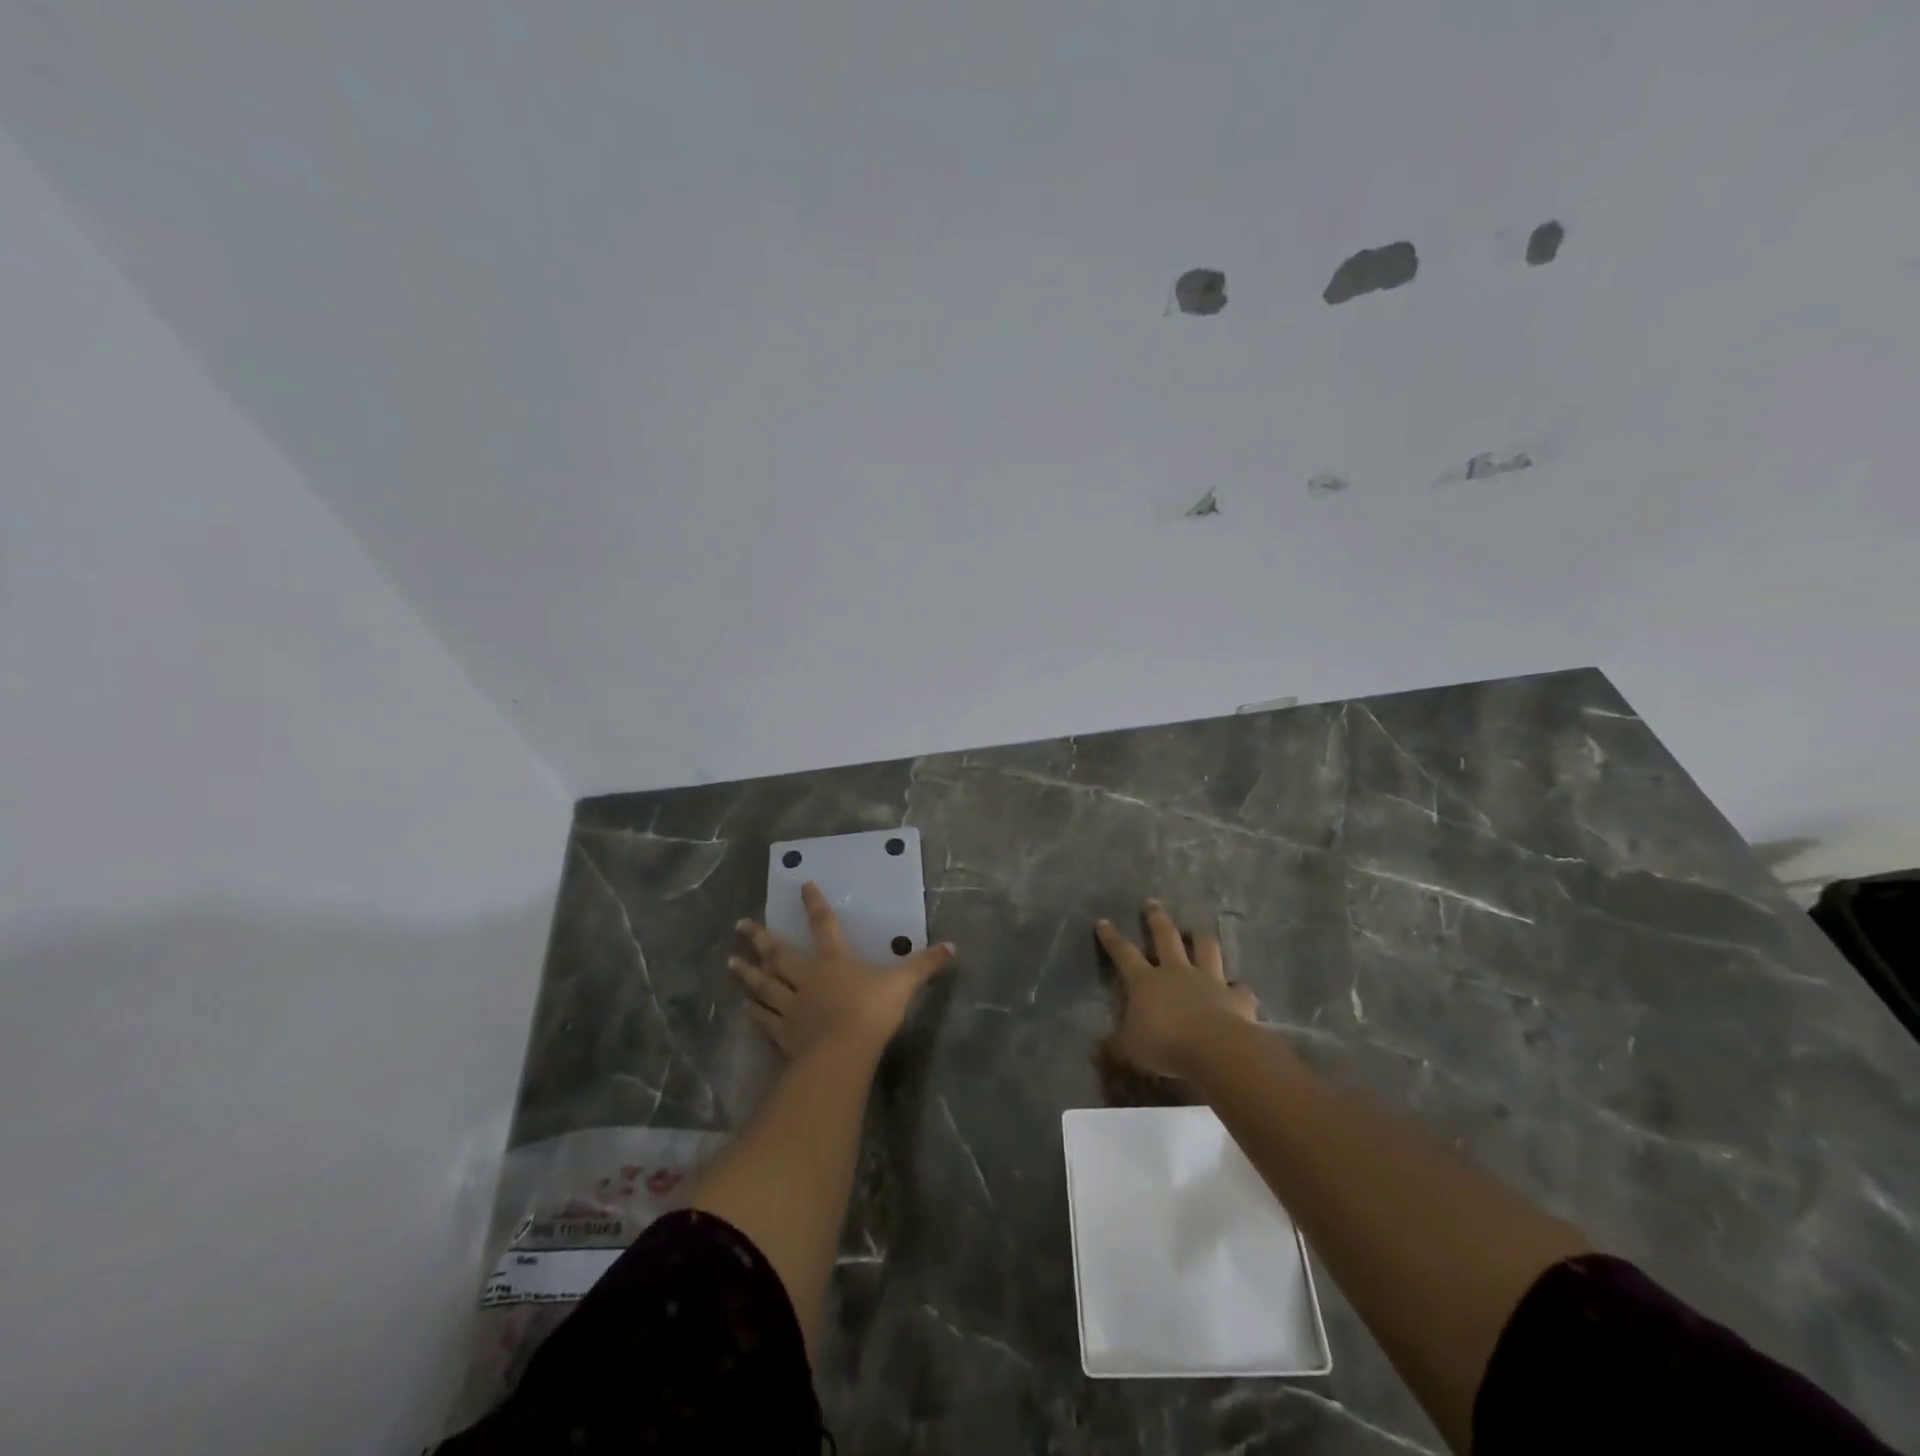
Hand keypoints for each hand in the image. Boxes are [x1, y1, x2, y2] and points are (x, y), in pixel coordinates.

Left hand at [732, 882, 955, 1058]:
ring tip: (731, 963)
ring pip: (764, 985)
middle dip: (760, 938)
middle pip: (779, 954)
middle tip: (740, 926)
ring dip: (747, 973)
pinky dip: (754, 1011)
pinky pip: (765, 1019)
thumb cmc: (872, 1010)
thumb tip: (952, 946)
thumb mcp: (904, 983)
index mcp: (834, 960)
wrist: (843, 1053)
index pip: (823, 924)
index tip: (802, 885)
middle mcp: (807, 977)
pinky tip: (744, 1007)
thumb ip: (926, 964)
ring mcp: (791, 1006)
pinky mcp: (784, 1034)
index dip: (814, 904)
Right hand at [1095, 901, 1258, 1078]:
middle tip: (1152, 903)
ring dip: (1200, 938)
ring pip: (1205, 949)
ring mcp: (1209, 980)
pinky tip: (1238, 989)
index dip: (1112, 938)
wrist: (1215, 1048)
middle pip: (1166, 937)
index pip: (1123, 953)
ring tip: (1197, 930)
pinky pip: (1239, 988)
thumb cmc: (1165, 1044)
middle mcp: (1177, 972)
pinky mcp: (1237, 997)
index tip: (1103, 921)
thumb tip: (1097, 1050)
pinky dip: (1238, 988)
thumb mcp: (1130, 1049)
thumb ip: (1115, 1047)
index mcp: (1146, 981)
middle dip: (1156, 919)